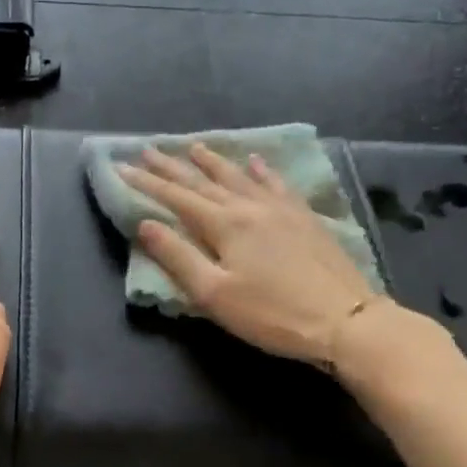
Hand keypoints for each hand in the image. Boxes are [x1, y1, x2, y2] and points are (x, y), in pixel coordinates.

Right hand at [122, 144, 442, 388]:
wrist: (345, 319)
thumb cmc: (271, 314)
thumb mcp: (214, 294)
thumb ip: (178, 257)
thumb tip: (145, 224)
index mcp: (224, 224)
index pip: (176, 197)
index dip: (146, 182)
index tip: (121, 166)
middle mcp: (250, 206)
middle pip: (203, 181)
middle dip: (172, 166)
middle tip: (149, 149)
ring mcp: (280, 208)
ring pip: (239, 175)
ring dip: (212, 161)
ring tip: (194, 146)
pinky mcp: (304, 217)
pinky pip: (276, 183)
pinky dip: (260, 170)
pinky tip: (255, 161)